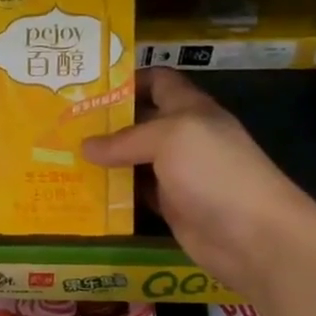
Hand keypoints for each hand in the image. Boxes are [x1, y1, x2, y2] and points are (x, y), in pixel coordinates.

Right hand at [82, 68, 315, 292]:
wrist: (253, 236)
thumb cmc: (216, 173)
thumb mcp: (171, 138)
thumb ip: (126, 139)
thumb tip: (86, 147)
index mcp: (190, 109)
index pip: (159, 81)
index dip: (128, 79)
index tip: (88, 86)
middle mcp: (183, 137)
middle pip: (139, 122)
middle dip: (104, 122)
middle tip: (62, 125)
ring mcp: (177, 174)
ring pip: (133, 160)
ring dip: (103, 160)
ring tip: (62, 157)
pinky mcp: (170, 207)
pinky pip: (135, 194)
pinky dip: (113, 193)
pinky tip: (84, 191)